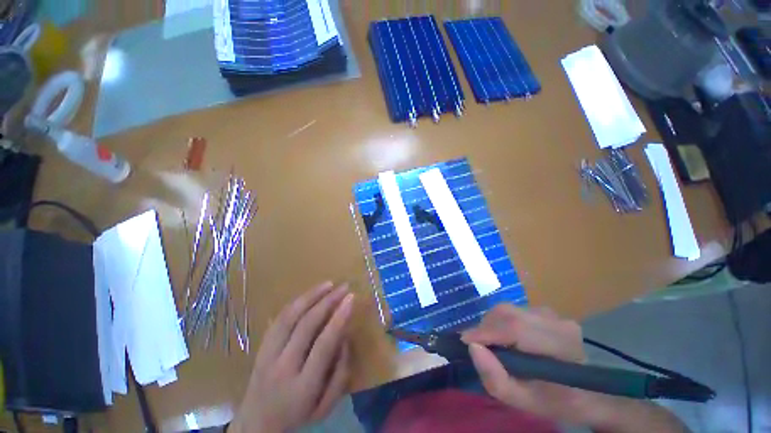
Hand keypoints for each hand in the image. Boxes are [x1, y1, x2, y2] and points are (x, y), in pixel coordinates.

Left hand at [230, 282, 353, 432]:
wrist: (256, 426)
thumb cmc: (297, 417)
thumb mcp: (326, 407)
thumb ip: (340, 373)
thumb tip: (344, 337)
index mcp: (302, 387)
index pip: (323, 344)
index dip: (339, 318)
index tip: (351, 299)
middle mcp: (282, 367)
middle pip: (305, 325)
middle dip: (328, 302)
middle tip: (344, 287)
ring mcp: (267, 356)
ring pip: (289, 317)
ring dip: (311, 296)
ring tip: (328, 284)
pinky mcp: (260, 348)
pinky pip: (278, 319)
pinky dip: (296, 303)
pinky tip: (309, 294)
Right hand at [462, 305, 687, 432]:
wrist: (588, 392)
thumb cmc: (556, 400)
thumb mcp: (522, 401)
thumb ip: (495, 378)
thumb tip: (472, 347)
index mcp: (559, 345)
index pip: (514, 328)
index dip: (485, 332)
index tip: (465, 341)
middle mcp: (557, 321)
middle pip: (507, 313)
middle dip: (485, 326)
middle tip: (477, 344)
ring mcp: (552, 313)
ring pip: (508, 309)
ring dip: (492, 324)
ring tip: (491, 343)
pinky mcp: (545, 311)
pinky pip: (513, 310)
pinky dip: (501, 322)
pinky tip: (505, 338)